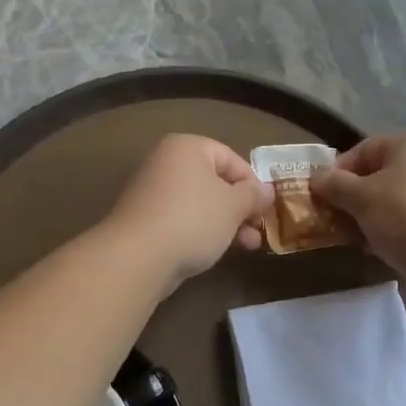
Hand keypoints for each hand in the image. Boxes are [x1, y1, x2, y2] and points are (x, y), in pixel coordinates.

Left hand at [106, 134, 273, 288]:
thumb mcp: (233, 206)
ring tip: (249, 246)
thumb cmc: (192, 220)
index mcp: (187, 147)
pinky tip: (219, 249)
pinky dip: (204, 230)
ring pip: (201, 203)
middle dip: (241, 207)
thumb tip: (267, 190)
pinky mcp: (147, 220)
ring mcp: (153, 192)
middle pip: (216, 181)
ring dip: (227, 223)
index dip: (253, 183)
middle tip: (259, 229)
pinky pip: (184, 219)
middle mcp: (167, 163)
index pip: (231, 158)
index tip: (265, 208)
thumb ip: (253, 195)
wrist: (138, 257)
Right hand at [311, 135, 405, 284]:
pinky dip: (390, 232)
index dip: (337, 171)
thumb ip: (335, 185)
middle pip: (378, 176)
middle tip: (332, 220)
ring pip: (392, 201)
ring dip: (369, 218)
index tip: (320, 196)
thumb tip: (315, 177)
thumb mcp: (362, 197)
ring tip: (351, 238)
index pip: (363, 149)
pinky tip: (376, 250)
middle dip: (352, 198)